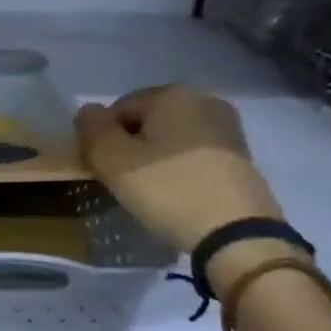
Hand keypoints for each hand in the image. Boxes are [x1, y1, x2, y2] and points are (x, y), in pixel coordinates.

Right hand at [77, 85, 283, 257]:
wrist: (238, 236)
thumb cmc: (168, 190)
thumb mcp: (113, 161)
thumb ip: (92, 129)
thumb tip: (88, 111)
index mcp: (171, 94)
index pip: (117, 109)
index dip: (103, 139)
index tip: (104, 169)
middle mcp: (203, 100)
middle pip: (146, 121)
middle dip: (130, 147)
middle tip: (124, 182)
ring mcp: (227, 127)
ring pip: (170, 138)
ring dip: (154, 159)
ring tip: (150, 191)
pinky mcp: (242, 156)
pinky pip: (194, 154)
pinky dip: (179, 169)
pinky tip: (176, 194)